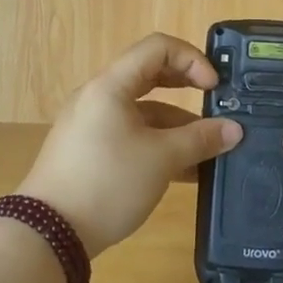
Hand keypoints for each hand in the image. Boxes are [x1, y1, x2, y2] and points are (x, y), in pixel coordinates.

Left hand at [18, 33, 242, 256]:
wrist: (47, 234)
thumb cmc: (107, 182)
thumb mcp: (161, 159)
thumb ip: (200, 140)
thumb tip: (234, 130)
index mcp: (111, 85)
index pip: (158, 48)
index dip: (192, 59)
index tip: (214, 87)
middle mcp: (98, 97)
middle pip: (150, 76)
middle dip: (187, 89)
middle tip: (216, 105)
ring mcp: (90, 125)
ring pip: (142, 112)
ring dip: (176, 126)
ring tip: (208, 151)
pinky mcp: (88, 152)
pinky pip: (130, 135)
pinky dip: (157, 144)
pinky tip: (185, 171)